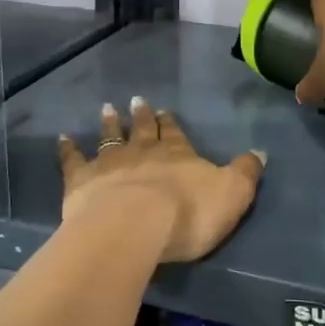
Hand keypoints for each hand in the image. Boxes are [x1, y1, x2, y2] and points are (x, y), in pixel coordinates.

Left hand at [58, 98, 265, 263]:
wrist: (135, 226)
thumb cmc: (188, 213)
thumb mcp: (232, 194)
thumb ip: (246, 173)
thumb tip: (260, 152)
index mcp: (178, 154)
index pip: (175, 134)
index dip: (170, 123)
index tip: (163, 110)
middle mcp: (143, 151)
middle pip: (142, 130)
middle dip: (140, 116)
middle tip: (136, 99)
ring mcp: (110, 163)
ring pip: (110, 138)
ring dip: (110, 124)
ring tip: (106, 108)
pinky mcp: (82, 180)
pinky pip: (73, 160)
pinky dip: (68, 148)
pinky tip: (63, 138)